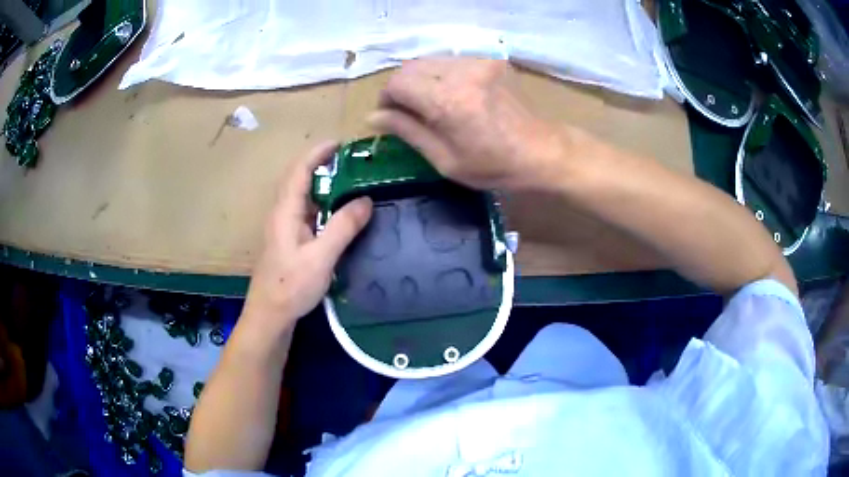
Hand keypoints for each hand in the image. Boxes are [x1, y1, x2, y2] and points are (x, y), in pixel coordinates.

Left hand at [241, 141, 372, 335]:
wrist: (270, 316)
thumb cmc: (291, 287)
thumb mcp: (321, 257)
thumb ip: (343, 227)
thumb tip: (365, 200)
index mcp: (285, 212)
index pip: (299, 171)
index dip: (317, 153)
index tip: (340, 143)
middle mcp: (282, 214)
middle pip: (299, 179)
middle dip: (322, 164)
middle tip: (352, 161)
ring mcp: (284, 228)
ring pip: (304, 197)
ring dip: (323, 184)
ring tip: (350, 181)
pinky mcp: (289, 241)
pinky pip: (307, 213)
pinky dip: (323, 204)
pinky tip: (339, 213)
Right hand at [368, 58, 567, 190]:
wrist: (543, 151)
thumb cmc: (494, 166)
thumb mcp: (445, 160)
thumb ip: (408, 132)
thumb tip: (373, 118)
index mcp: (448, 101)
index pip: (397, 83)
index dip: (387, 99)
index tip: (391, 116)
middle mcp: (461, 72)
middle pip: (410, 66)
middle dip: (401, 87)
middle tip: (407, 111)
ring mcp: (479, 62)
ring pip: (430, 60)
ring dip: (421, 79)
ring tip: (430, 103)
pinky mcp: (491, 60)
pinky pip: (452, 60)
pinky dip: (442, 75)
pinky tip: (453, 94)